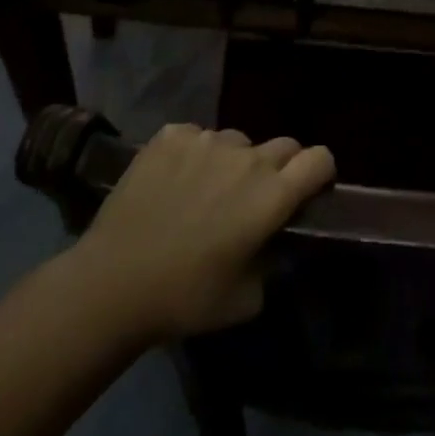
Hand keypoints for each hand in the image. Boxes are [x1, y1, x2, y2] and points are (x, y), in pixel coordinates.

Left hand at [69, 123, 335, 341]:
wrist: (114, 281)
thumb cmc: (186, 298)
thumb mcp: (246, 299)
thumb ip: (271, 262)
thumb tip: (272, 242)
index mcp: (271, 195)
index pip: (320, 159)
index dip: (321, 173)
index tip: (310, 190)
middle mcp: (246, 158)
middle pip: (284, 145)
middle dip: (281, 168)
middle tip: (255, 199)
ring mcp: (206, 141)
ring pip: (236, 141)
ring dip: (234, 162)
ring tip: (206, 192)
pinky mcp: (171, 136)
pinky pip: (197, 137)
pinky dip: (194, 155)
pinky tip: (174, 182)